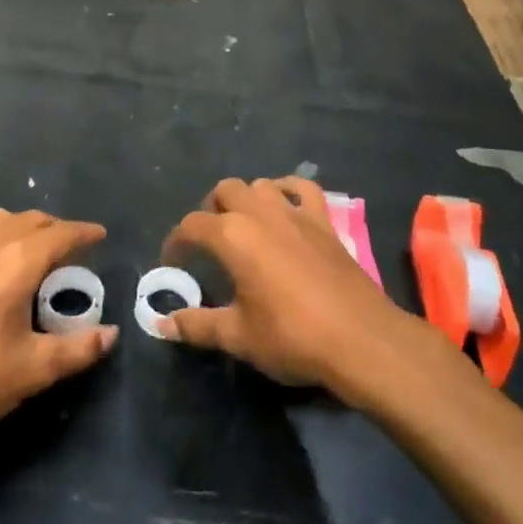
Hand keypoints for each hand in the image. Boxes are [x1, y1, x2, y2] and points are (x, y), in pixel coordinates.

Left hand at [0, 209, 115, 458]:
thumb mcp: (33, 370)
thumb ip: (78, 349)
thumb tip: (110, 334)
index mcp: (16, 262)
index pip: (59, 234)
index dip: (83, 232)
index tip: (101, 234)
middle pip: (30, 220)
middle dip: (56, 228)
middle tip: (73, 248)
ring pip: (0, 222)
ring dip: (25, 228)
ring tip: (37, 253)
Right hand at [160, 177, 419, 396]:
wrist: (359, 338)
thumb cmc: (291, 336)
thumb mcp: (238, 336)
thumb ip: (197, 325)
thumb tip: (162, 324)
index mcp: (232, 236)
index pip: (192, 226)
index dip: (176, 242)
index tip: (173, 262)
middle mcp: (260, 213)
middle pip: (225, 191)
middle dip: (210, 210)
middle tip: (208, 241)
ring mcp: (295, 213)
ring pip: (261, 185)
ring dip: (246, 198)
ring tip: (243, 225)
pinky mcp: (324, 221)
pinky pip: (303, 189)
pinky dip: (289, 190)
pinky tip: (285, 206)